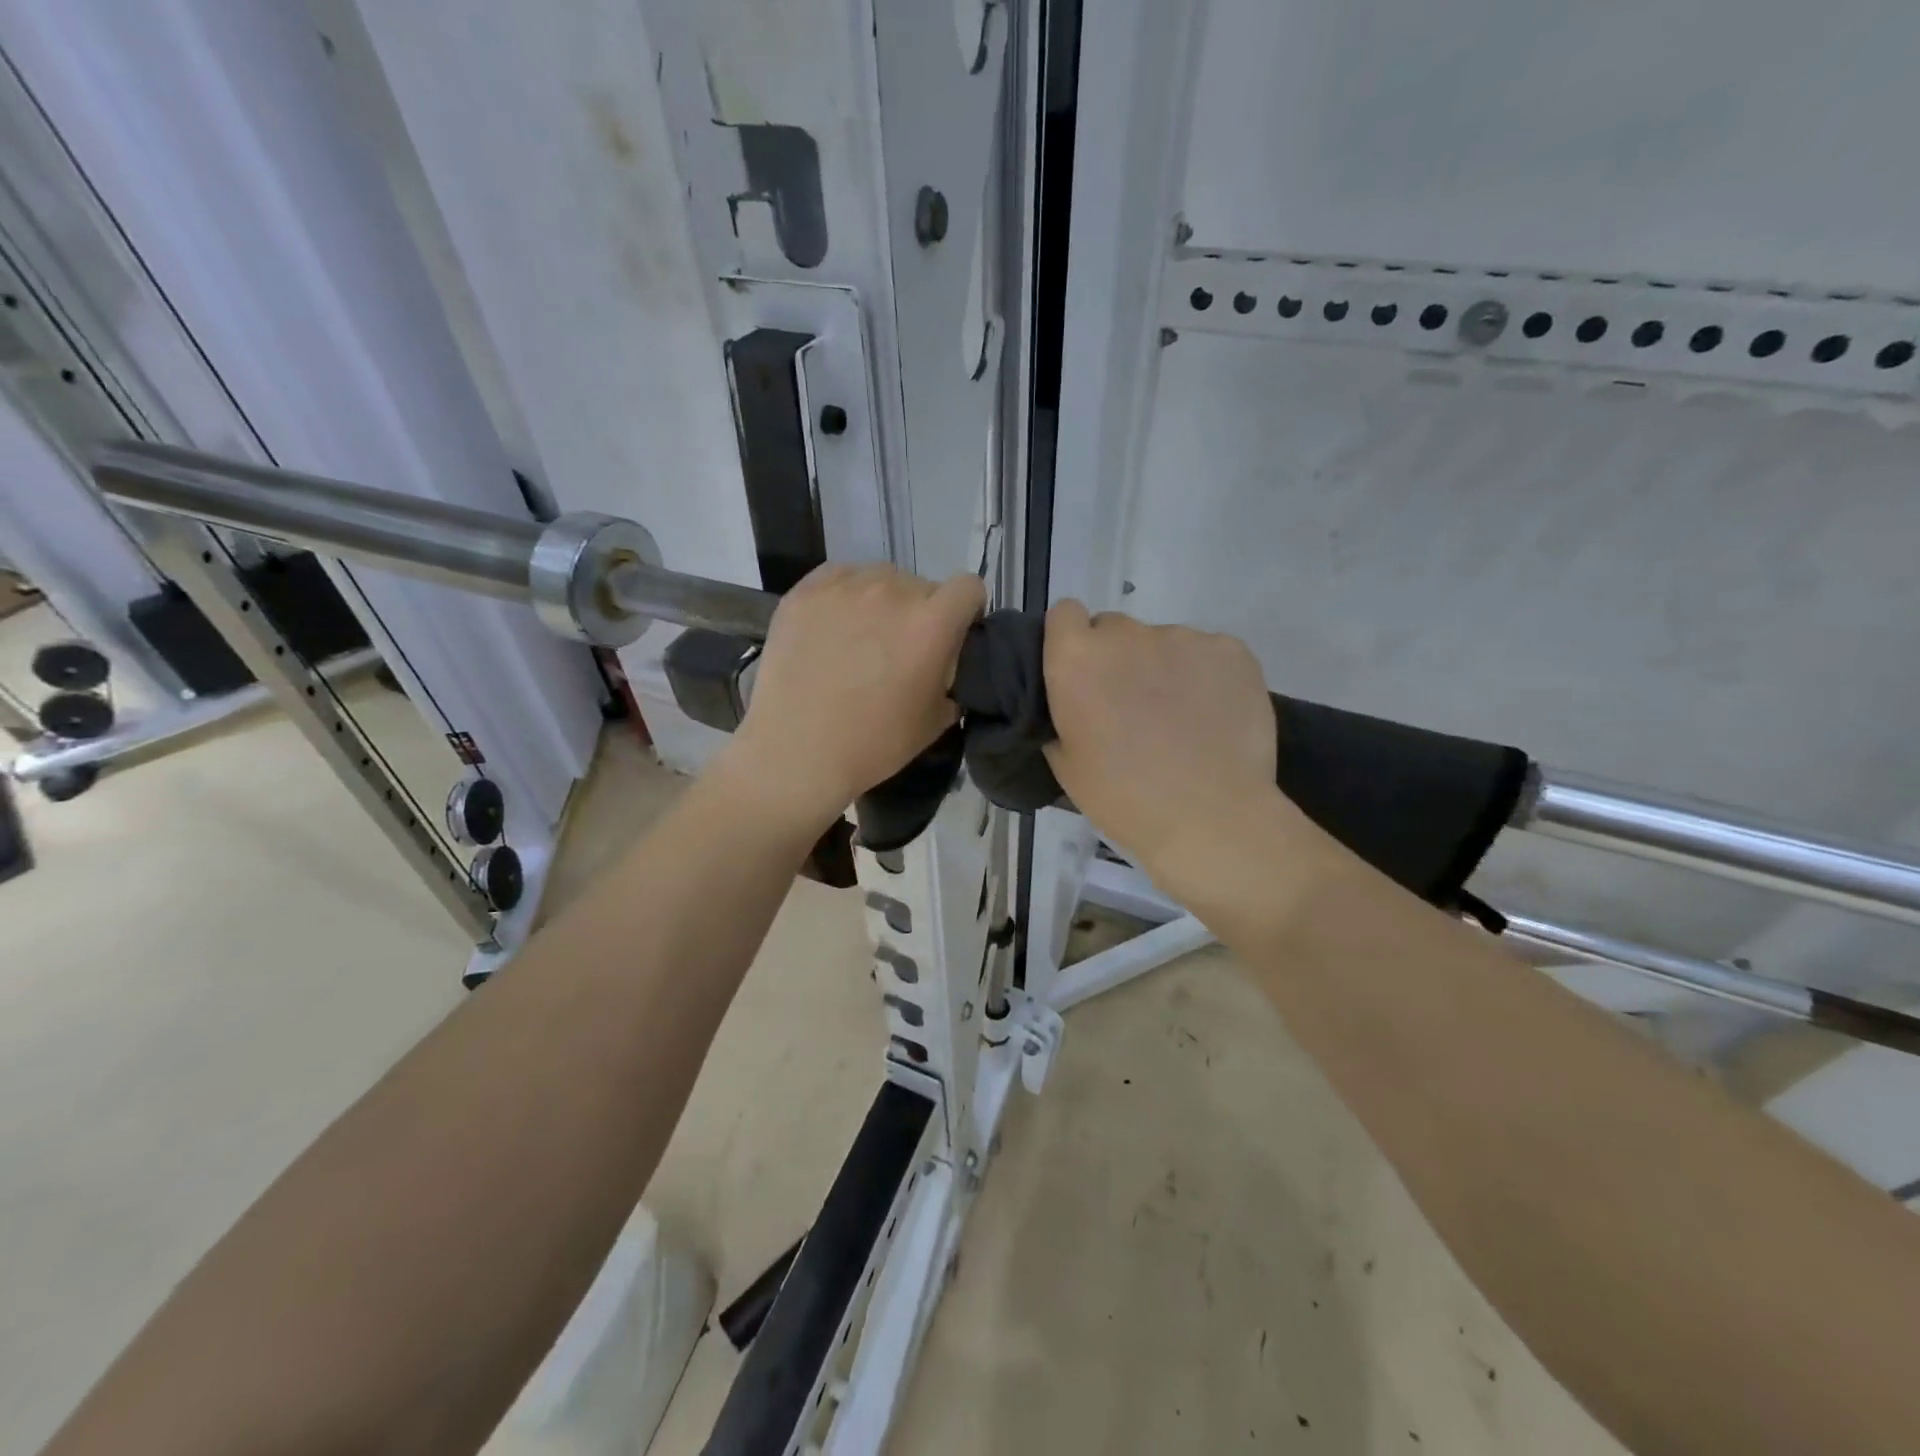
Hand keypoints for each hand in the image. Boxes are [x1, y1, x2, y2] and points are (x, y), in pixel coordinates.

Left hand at [722, 564, 985, 830]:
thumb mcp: (934, 722)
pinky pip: (840, 577)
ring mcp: (846, 587)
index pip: (969, 588)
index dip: (965, 611)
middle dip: (920, 613)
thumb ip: (952, 681)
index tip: (951, 635)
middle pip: (923, 586)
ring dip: (882, 602)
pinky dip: (844, 597)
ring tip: (860, 638)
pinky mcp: (806, 590)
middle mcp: (893, 591)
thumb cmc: (873, 744)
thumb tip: (946, 669)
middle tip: (899, 649)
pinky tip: (831, 629)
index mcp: (932, 623)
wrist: (796, 752)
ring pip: (880, 579)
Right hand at [1042, 601, 1292, 892]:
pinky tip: (1214, 715)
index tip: (1081, 673)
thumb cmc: (1123, 798)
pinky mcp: (1231, 649)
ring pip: (1164, 643)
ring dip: (1163, 668)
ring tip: (1180, 718)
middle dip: (1117, 658)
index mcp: (1077, 658)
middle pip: (1114, 628)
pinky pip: (1208, 653)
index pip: (1064, 614)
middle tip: (1130, 705)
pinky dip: (1207, 675)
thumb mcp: (1065, 763)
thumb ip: (1061, 714)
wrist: (1209, 818)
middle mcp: (1127, 634)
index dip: (1071, 640)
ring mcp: (1183, 637)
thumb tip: (1074, 701)